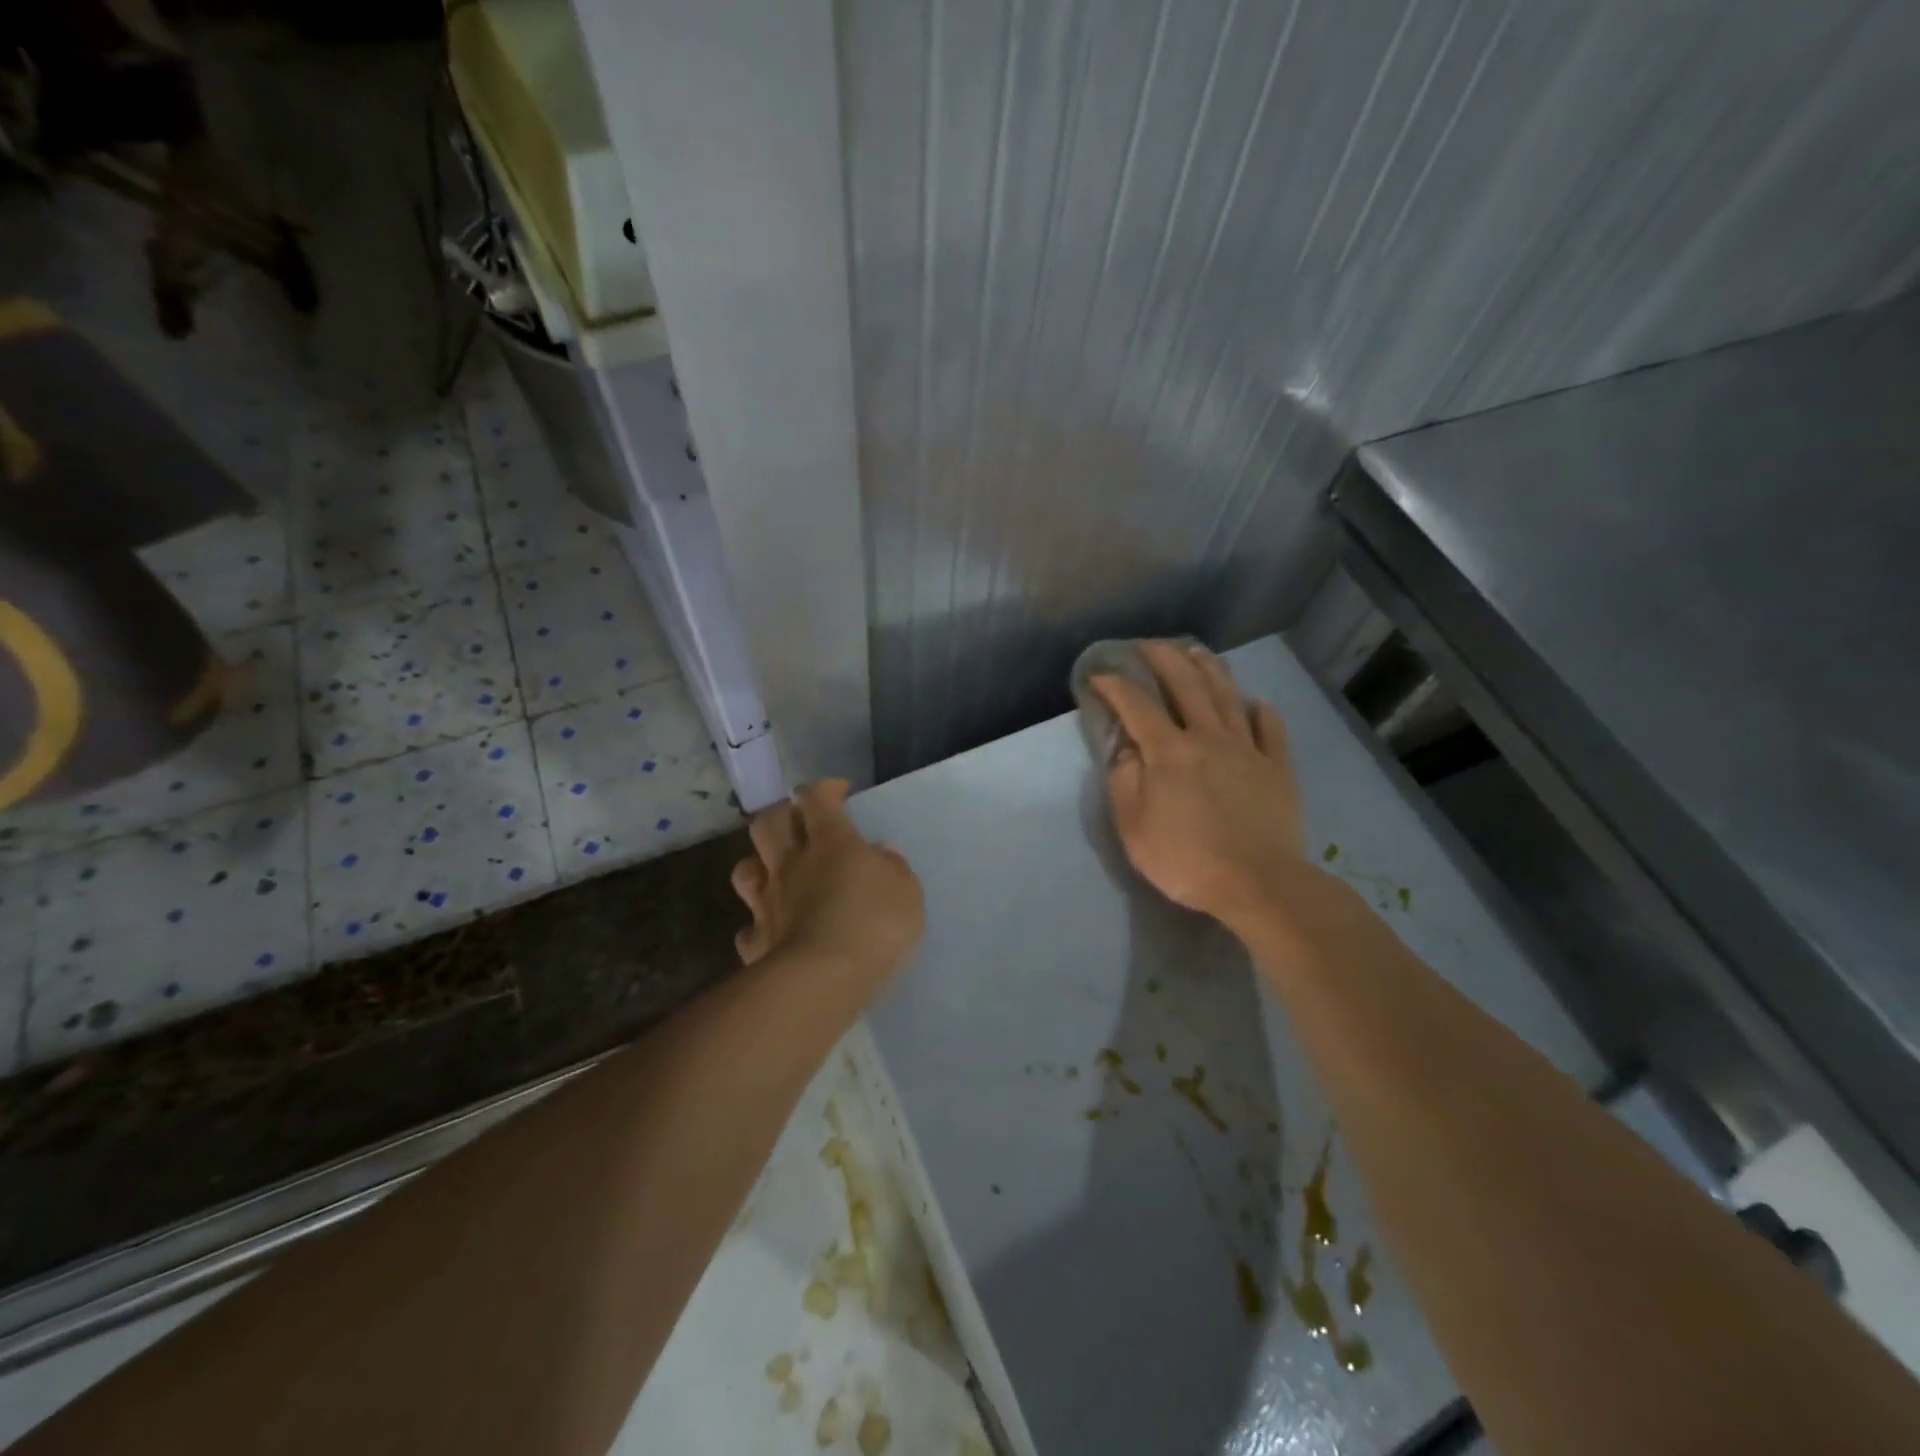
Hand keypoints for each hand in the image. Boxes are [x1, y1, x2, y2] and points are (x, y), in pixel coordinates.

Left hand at [730, 779, 924, 987]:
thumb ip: (892, 867)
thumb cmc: (875, 925)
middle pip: (768, 822)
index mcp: (831, 843)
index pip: (816, 798)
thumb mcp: (906, 890)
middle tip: (802, 825)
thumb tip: (878, 854)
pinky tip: (773, 931)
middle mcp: (792, 864)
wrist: (825, 980)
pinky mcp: (757, 941)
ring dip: (759, 864)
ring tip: (777, 873)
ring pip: (745, 869)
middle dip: (782, 815)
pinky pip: (749, 927)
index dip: (824, 789)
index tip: (838, 792)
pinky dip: (759, 925)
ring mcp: (768, 902)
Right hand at [1091, 643, 1307, 926]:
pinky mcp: (1277, 768)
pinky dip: (1263, 712)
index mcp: (1169, 751)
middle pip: (1186, 686)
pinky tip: (1258, 703)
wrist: (1258, 883)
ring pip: (1228, 698)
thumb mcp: (1134, 827)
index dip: (1115, 686)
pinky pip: (1271, 731)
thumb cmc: (1186, 859)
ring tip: (1198, 652)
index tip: (1099, 675)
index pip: (1137, 706)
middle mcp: (1208, 738)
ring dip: (1210, 670)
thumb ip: (1124, 781)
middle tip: (1149, 645)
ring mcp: (1247, 750)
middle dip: (1164, 659)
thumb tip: (1126, 749)